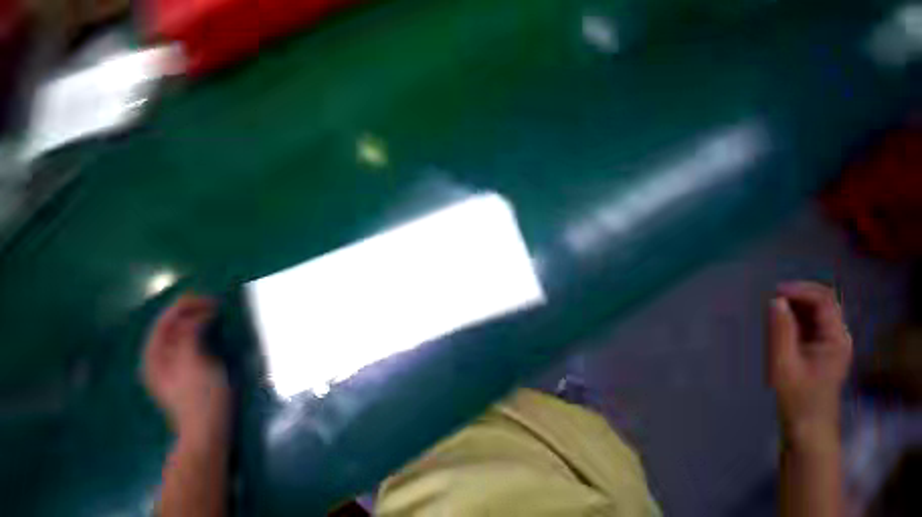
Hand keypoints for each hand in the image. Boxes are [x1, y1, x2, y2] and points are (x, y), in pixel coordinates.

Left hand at [143, 295, 230, 442]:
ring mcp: (173, 367)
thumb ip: (190, 337)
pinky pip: (188, 344)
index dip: (182, 307)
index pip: (163, 323)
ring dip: (194, 320)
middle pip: (169, 328)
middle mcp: (159, 359)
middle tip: (214, 302)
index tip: (207, 299)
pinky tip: (211, 330)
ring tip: (214, 311)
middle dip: (188, 311)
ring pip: (179, 335)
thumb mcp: (194, 364)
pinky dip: (199, 332)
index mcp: (154, 358)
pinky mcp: (187, 371)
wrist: (207, 428)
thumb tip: (200, 314)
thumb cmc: (200, 395)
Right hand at [767, 281, 852, 445]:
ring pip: (816, 311)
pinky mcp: (821, 348)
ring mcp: (831, 342)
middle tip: (771, 296)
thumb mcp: (784, 363)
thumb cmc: (797, 397)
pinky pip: (809, 323)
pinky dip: (794, 316)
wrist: (808, 425)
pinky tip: (778, 320)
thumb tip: (775, 301)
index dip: (801, 290)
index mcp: (836, 339)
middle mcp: (838, 336)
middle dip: (799, 294)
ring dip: (796, 304)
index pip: (825, 301)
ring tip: (771, 308)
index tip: (774, 291)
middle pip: (824, 302)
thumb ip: (781, 330)